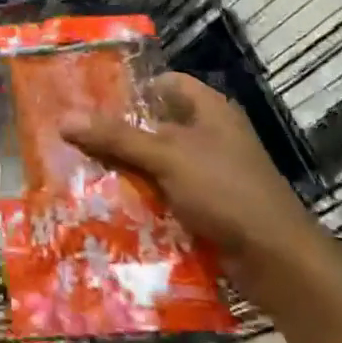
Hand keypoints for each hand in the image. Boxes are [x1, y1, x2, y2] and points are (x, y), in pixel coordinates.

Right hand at [62, 73, 341, 318]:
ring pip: (156, 161)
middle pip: (155, 124)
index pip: (165, 83)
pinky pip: (164, 192)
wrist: (277, 259)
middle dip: (117, 131)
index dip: (131, 87)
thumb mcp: (167, 157)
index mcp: (209, 110)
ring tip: (79, 168)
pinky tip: (108, 202)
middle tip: (74, 135)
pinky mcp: (206, 205)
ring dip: (126, 167)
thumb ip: (116, 137)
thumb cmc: (226, 191)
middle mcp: (210, 135)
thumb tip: (64, 119)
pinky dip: (141, 195)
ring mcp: (210, 172)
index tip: (90, 98)